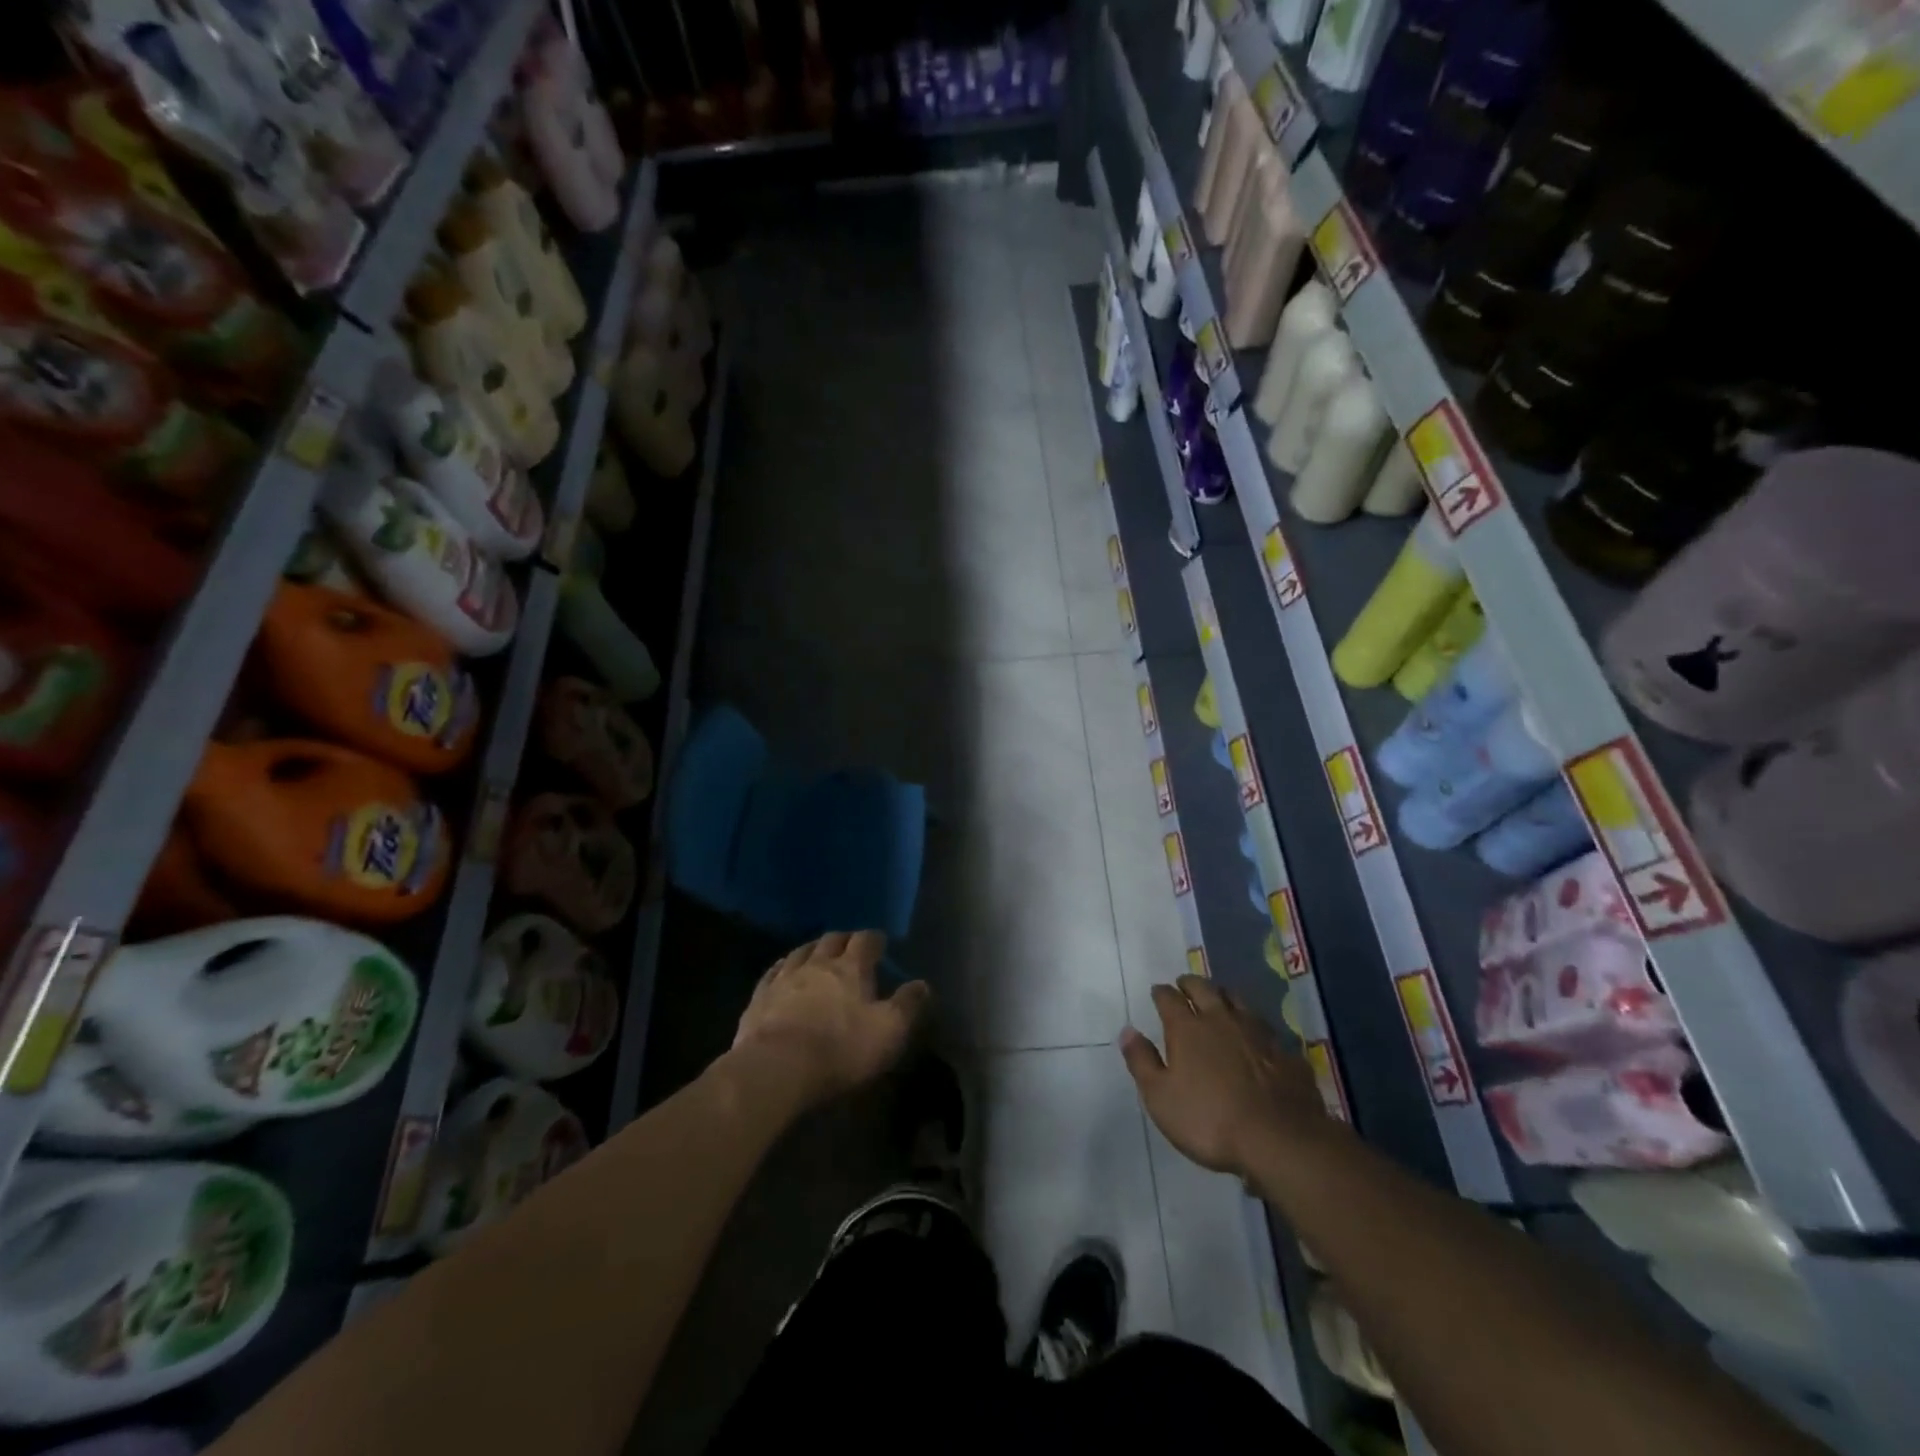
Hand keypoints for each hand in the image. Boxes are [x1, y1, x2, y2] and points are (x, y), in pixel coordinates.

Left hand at [731, 931, 930, 1111]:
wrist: (776, 1068)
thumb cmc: (840, 1049)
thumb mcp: (888, 1032)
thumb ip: (907, 1006)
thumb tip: (923, 984)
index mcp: (851, 968)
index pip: (865, 941)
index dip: (874, 939)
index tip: (880, 942)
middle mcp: (817, 964)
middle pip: (831, 940)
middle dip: (843, 939)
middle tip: (850, 946)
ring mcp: (784, 978)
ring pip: (801, 951)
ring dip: (813, 948)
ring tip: (818, 953)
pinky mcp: (759, 997)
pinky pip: (773, 972)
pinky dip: (783, 967)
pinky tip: (782, 971)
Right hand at [1120, 975, 1326, 1178]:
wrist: (1280, 1141)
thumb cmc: (1209, 1120)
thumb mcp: (1160, 1098)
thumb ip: (1142, 1061)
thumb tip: (1128, 1030)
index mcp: (1187, 1028)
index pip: (1169, 998)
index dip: (1161, 993)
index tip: (1157, 992)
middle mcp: (1221, 1020)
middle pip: (1204, 989)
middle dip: (1191, 983)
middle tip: (1184, 985)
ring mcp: (1257, 1033)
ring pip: (1237, 1001)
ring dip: (1223, 996)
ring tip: (1218, 1000)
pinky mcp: (1285, 1052)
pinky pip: (1265, 1029)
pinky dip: (1254, 1027)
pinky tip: (1255, 1037)